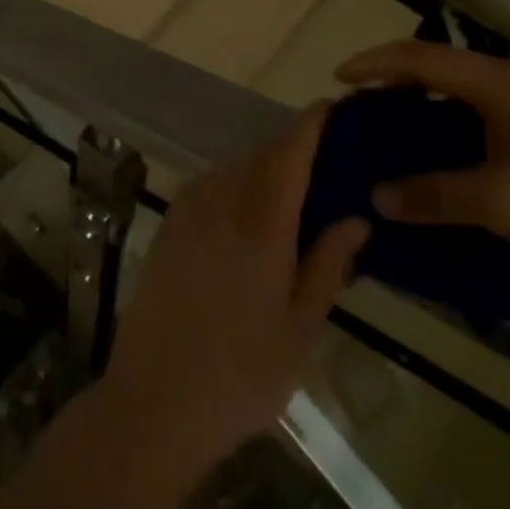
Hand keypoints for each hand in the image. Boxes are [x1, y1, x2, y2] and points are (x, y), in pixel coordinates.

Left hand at [99, 106, 369, 476]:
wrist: (153, 401)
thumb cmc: (239, 375)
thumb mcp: (299, 330)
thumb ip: (328, 264)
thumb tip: (356, 217)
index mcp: (261, 221)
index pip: (291, 151)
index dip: (313, 124)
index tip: (334, 107)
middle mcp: (222, 198)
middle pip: (264, 155)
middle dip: (295, 150)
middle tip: (328, 167)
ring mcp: (190, 207)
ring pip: (237, 167)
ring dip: (266, 169)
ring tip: (294, 196)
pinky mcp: (170, 222)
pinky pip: (213, 184)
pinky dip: (238, 185)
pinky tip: (250, 217)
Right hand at [335, 42, 509, 282]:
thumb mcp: (503, 205)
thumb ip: (436, 195)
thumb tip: (378, 196)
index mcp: (501, 84)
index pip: (422, 57)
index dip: (376, 63)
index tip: (340, 79)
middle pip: (440, 66)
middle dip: (395, 82)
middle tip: (363, 110)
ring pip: (463, 90)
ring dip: (424, 104)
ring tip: (395, 131)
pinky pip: (484, 111)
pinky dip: (452, 123)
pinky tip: (447, 155)